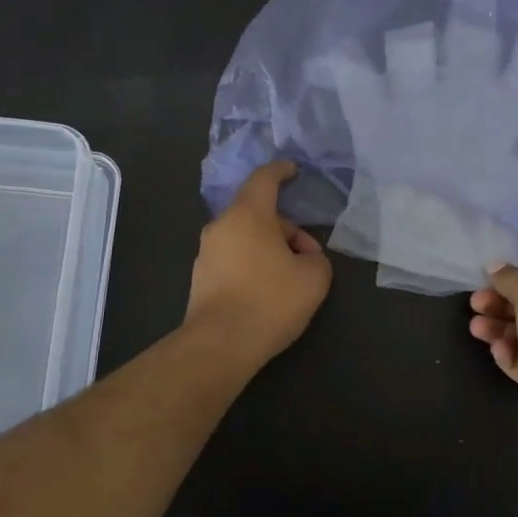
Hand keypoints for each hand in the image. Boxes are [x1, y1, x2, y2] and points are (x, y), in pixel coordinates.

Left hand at [185, 160, 332, 368]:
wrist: (219, 345)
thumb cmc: (270, 301)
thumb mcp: (314, 277)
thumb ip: (316, 258)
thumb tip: (304, 259)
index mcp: (248, 215)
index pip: (264, 179)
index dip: (281, 171)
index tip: (293, 170)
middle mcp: (222, 226)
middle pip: (258, 213)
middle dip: (287, 229)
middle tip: (310, 256)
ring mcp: (207, 253)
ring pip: (246, 237)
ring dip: (271, 248)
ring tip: (292, 278)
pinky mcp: (201, 278)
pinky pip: (234, 257)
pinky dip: (253, 264)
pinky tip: (268, 292)